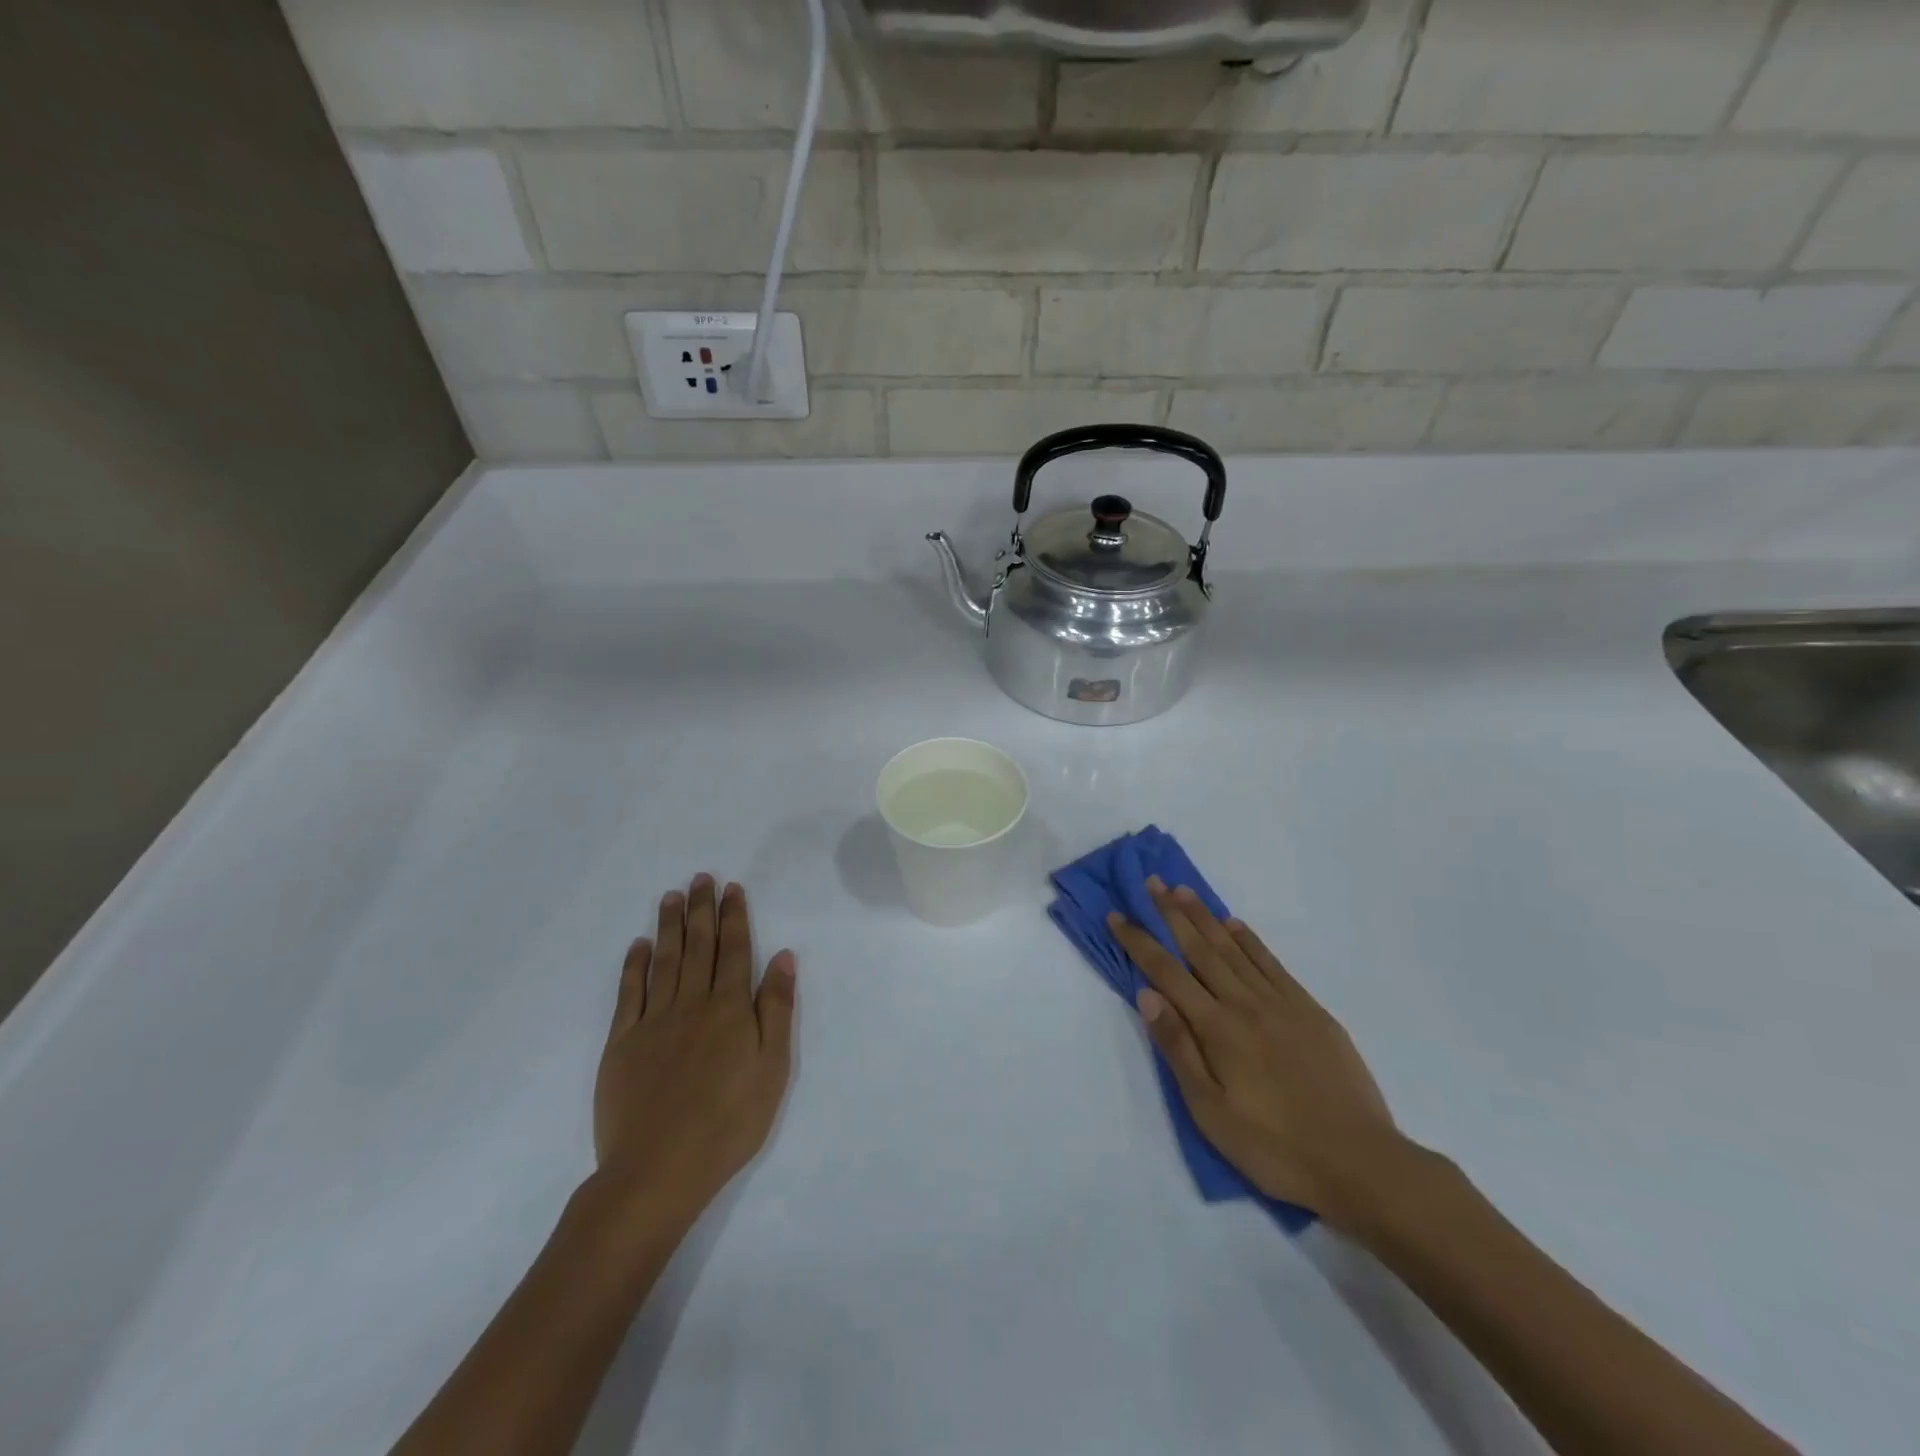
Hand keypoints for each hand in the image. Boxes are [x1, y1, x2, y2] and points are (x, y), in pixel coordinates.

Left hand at [593, 875, 795, 1228]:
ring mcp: (653, 1021)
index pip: (734, 950)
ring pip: (664, 960)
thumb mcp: (773, 1068)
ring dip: (669, 925)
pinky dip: (634, 965)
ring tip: (672, 896)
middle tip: (701, 877)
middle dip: (701, 909)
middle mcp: (691, 1003)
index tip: (732, 889)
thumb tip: (783, 957)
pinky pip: (629, 993)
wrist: (658, 1170)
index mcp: (730, 1008)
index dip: (734, 917)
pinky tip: (639, 946)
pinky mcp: (622, 1043)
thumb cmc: (729, 1122)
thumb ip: (776, 1008)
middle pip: (698, 946)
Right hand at [1108, 879, 1402, 1226]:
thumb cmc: (1274, 1147)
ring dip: (1206, 917)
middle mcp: (1245, 1003)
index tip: (1117, 915)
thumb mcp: (1211, 1111)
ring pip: (1234, 949)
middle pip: (1200, 949)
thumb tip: (1147, 995)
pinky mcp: (1310, 1011)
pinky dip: (1250, 940)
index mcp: (1217, 1028)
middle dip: (1171, 914)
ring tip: (1184, 891)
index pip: (1166, 973)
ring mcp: (1281, 1003)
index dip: (1139, 942)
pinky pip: (1272, 963)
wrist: (1360, 1163)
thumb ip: (1179, 1049)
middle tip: (1152, 882)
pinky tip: (1236, 925)